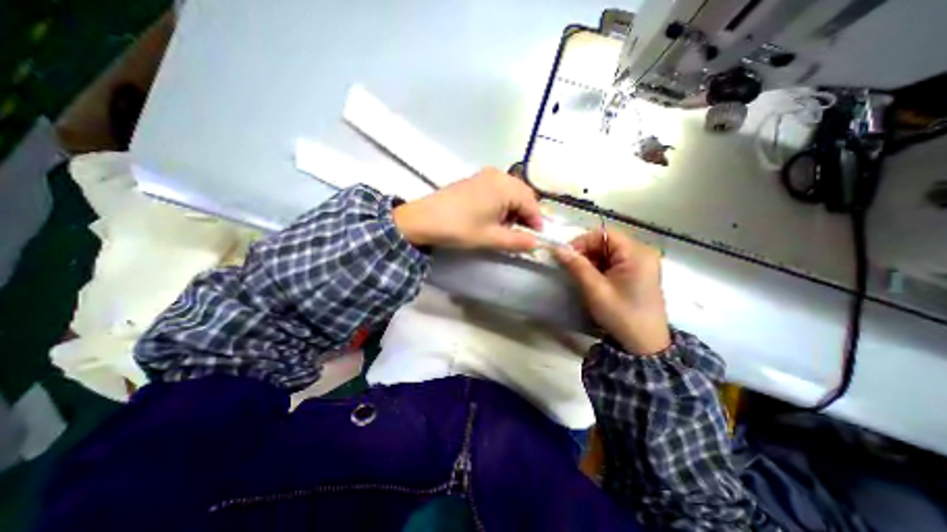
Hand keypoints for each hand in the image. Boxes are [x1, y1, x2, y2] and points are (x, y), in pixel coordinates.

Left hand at [391, 169, 540, 251]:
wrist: (422, 219)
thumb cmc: (459, 228)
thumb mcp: (490, 238)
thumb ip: (517, 241)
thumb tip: (536, 243)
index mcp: (505, 186)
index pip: (531, 204)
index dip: (537, 222)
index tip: (536, 239)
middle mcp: (498, 175)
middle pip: (522, 195)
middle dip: (525, 215)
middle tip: (520, 234)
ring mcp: (484, 175)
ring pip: (510, 192)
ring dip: (513, 210)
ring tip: (505, 228)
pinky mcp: (474, 180)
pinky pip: (497, 190)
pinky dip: (501, 204)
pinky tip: (493, 217)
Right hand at [556, 229, 673, 352]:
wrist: (644, 345)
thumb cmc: (622, 315)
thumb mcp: (596, 290)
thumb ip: (577, 266)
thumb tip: (557, 248)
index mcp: (637, 253)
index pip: (604, 233)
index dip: (582, 241)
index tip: (566, 256)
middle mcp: (642, 253)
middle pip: (607, 241)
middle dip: (585, 252)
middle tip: (570, 267)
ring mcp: (641, 263)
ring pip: (608, 251)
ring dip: (591, 260)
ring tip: (580, 275)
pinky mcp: (637, 273)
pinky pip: (613, 261)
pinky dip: (599, 267)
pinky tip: (592, 280)